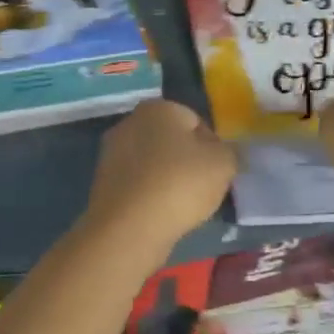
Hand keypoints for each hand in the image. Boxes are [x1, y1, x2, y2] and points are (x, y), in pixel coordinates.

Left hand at [83, 99, 235, 249]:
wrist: (129, 226)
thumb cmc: (180, 184)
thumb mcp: (223, 163)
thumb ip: (230, 152)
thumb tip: (222, 153)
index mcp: (158, 107)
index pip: (196, 121)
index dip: (212, 146)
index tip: (217, 171)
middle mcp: (130, 122)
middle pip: (172, 141)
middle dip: (188, 161)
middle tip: (203, 188)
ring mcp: (111, 152)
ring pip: (153, 163)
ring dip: (168, 179)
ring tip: (181, 205)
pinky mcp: (102, 181)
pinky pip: (138, 183)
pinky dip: (150, 194)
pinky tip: (160, 213)